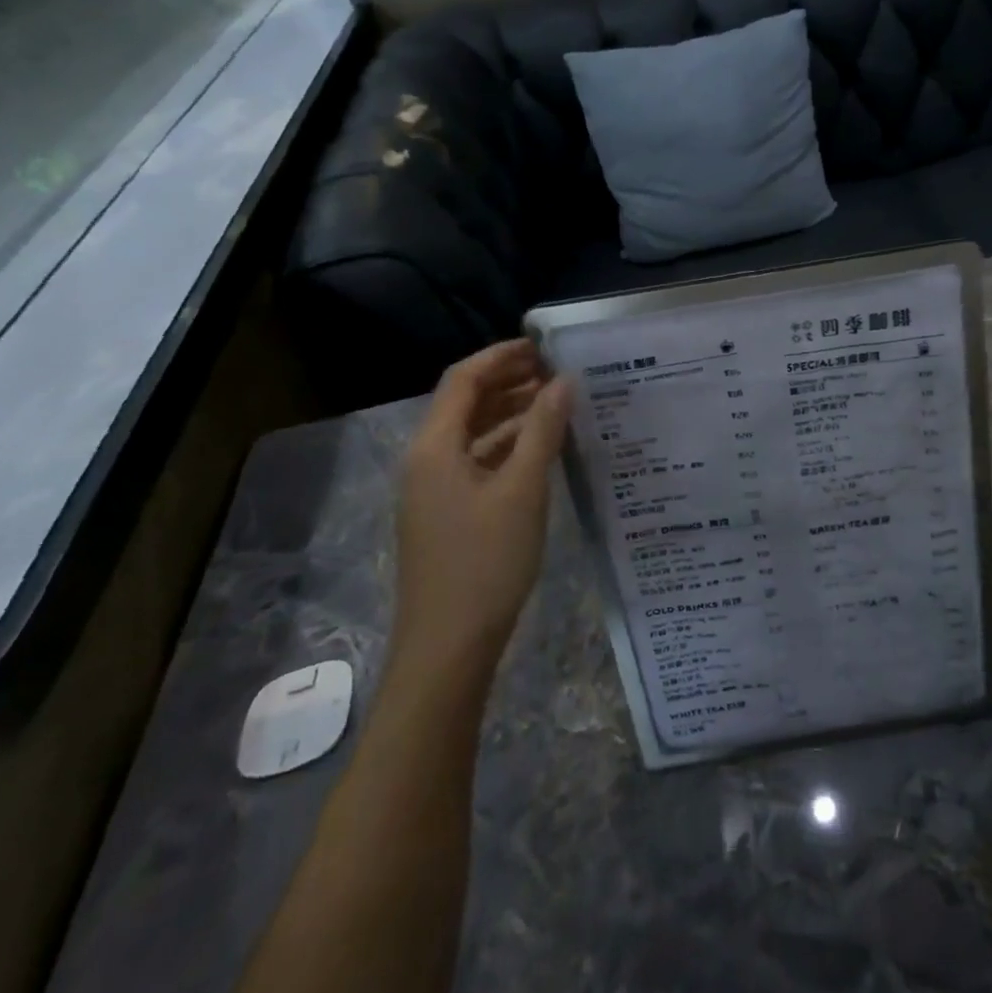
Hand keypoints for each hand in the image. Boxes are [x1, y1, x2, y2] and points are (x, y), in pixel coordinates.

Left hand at [391, 340, 569, 677]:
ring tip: (559, 403)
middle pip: (465, 404)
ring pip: (474, 434)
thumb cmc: (485, 562)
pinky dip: (509, 446)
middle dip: (510, 382)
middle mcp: (427, 460)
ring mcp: (434, 489)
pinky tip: (543, 449)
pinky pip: (478, 462)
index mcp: (434, 447)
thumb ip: (543, 430)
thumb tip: (564, 381)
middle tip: (559, 371)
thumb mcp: (522, 490)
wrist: (449, 646)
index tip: (545, 346)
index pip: (463, 379)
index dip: (502, 356)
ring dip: (512, 413)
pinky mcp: (448, 513)